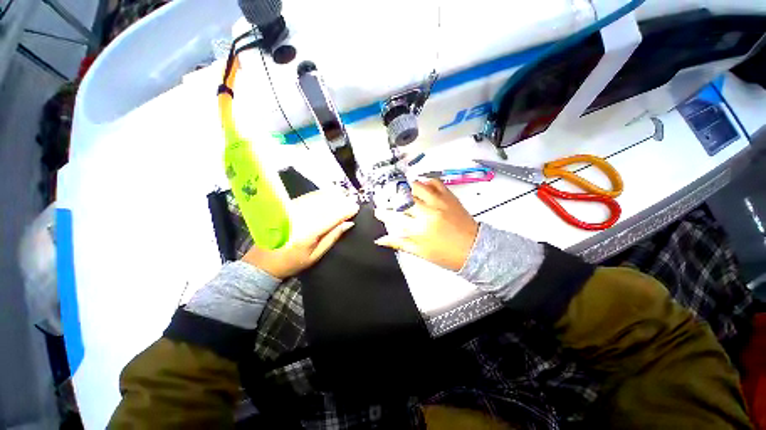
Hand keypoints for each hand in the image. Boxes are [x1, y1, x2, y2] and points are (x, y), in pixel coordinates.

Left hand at [242, 190, 358, 277]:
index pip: (332, 216)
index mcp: (308, 232)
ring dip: (333, 197)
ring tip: (344, 200)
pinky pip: (309, 196)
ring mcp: (292, 209)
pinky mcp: (288, 206)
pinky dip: (322, 195)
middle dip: (342, 202)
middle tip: (352, 205)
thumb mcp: (316, 255)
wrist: (263, 261)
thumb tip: (349, 223)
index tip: (356, 208)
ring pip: (318, 197)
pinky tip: (329, 196)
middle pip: (326, 203)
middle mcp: (300, 217)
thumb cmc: (292, 262)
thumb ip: (333, 237)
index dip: (346, 210)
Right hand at [374, 179, 478, 271]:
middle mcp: (427, 212)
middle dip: (391, 198)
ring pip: (416, 186)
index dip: (383, 213)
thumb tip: (381, 240)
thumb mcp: (420, 252)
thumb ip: (399, 243)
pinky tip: (422, 187)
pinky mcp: (449, 196)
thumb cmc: (447, 254)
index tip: (378, 211)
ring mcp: (439, 202)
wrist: (475, 249)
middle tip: (389, 200)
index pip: (395, 217)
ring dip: (406, 188)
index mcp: (419, 229)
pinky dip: (425, 182)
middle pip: (403, 198)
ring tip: (403, 192)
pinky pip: (435, 182)